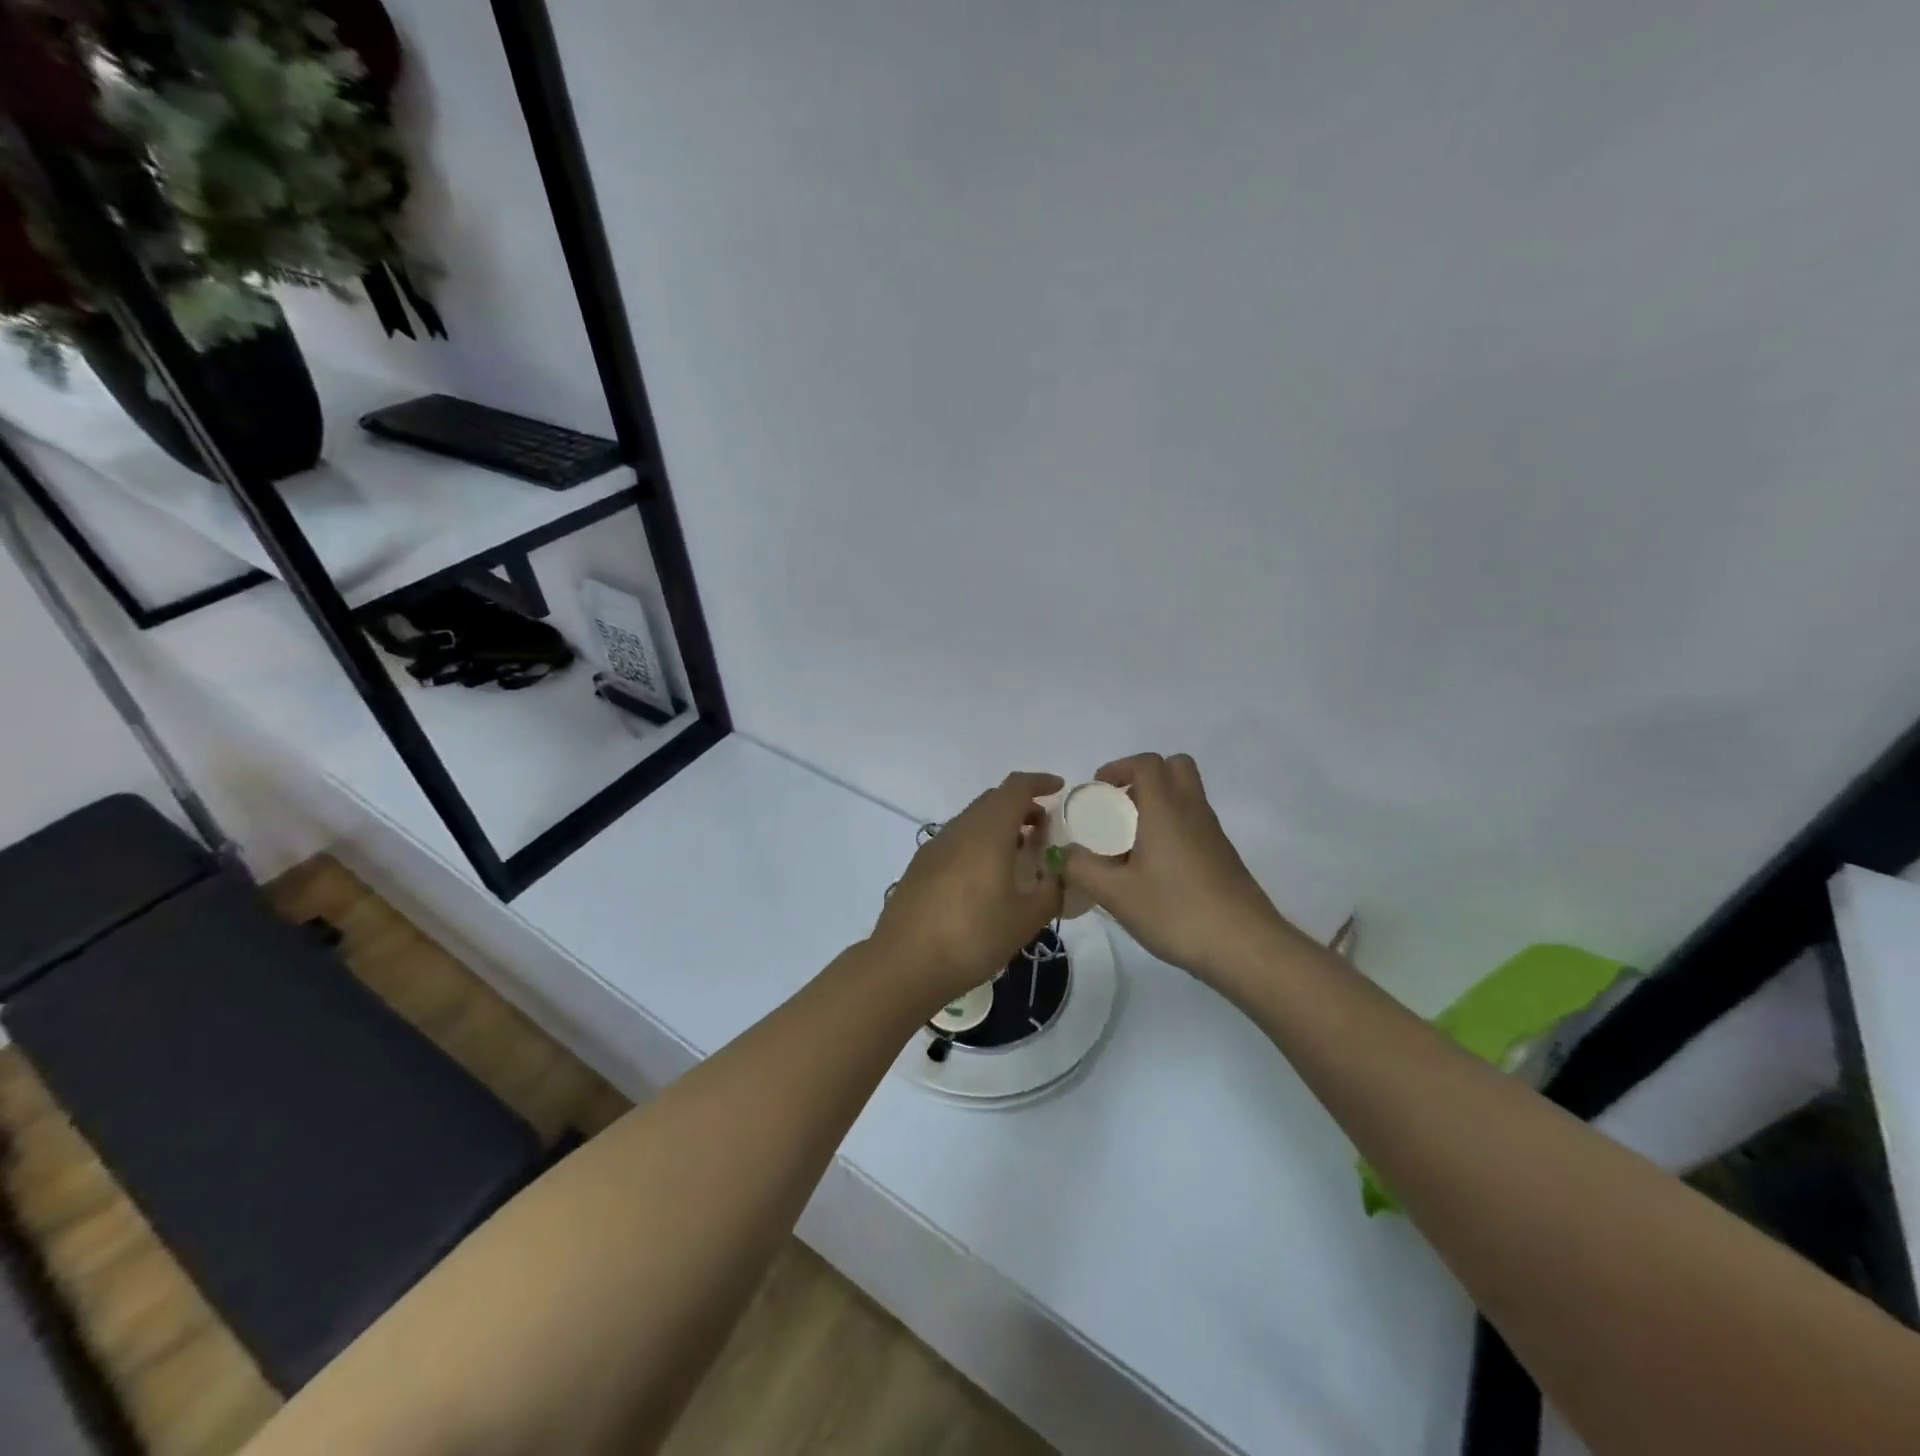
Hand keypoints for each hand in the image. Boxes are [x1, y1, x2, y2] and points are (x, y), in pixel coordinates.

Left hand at [872, 772, 1064, 1011]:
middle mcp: (959, 829)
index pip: (1016, 788)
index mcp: (988, 831)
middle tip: (1045, 831)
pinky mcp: (920, 866)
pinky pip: (957, 841)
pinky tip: (986, 878)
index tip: (1059, 788)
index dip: (1039, 782)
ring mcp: (935, 846)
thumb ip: (1051, 891)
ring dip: (999, 827)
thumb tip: (1061, 876)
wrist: (904, 963)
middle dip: (1022, 807)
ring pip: (973, 821)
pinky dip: (979, 844)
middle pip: (993, 801)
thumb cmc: (972, 936)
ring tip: (1020, 857)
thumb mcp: (1026, 919)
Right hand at [1058, 754, 1303, 987]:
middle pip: (1175, 767)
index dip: (1119, 767)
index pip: (1147, 763)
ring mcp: (1212, 833)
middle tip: (1119, 806)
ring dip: (1157, 803)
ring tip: (1129, 841)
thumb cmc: (1176, 911)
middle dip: (1143, 777)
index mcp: (1166, 809)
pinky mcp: (1223, 856)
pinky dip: (1172, 827)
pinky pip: (1193, 822)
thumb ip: (1082, 869)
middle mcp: (1192, 811)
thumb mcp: (1116, 894)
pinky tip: (1154, 868)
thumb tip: (1063, 853)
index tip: (1097, 791)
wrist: (1244, 946)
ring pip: (1186, 795)